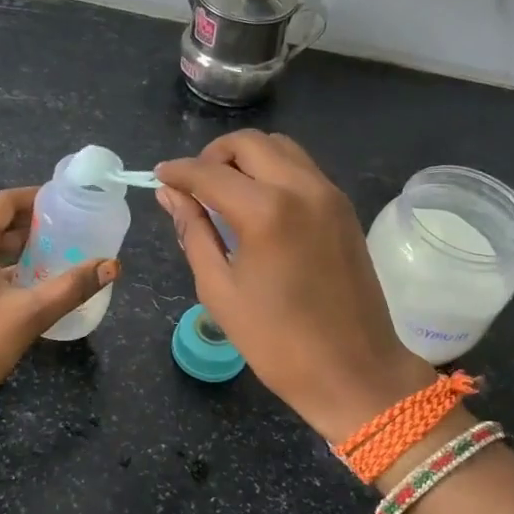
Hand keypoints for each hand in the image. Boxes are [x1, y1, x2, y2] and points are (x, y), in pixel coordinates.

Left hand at [0, 186, 118, 438]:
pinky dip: (10, 268)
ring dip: (22, 247)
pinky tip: (34, 284)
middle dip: (33, 223)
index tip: (66, 201)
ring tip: (59, 252)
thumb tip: (112, 265)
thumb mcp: (30, 313)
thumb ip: (72, 286)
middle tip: (71, 228)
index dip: (35, 197)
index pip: (4, 202)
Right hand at [156, 131, 432, 442]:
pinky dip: (273, 171)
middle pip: (248, 143)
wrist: (353, 370)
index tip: (159, 177)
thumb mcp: (219, 289)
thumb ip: (193, 232)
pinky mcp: (343, 207)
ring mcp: (328, 194)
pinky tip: (258, 204)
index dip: (178, 172)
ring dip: (246, 158)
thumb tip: (170, 195)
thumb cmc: (276, 341)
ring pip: (280, 147)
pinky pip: (302, 168)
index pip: (209, 173)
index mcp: (265, 212)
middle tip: (194, 186)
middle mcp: (301, 188)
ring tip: (226, 191)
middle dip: (213, 156)